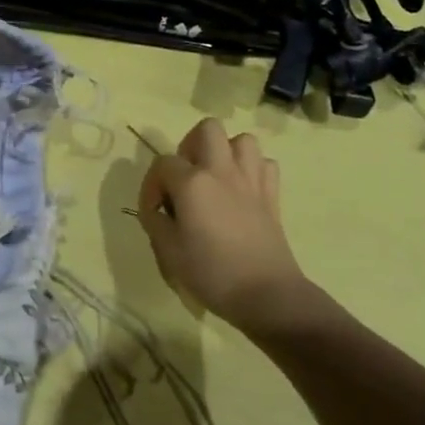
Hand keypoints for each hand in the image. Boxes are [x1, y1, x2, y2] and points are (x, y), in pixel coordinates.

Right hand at [136, 119, 330, 332]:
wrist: (267, 295)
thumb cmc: (212, 273)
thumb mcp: (168, 252)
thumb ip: (155, 222)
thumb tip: (156, 210)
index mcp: (192, 183)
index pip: (162, 163)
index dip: (152, 184)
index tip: (154, 211)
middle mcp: (221, 171)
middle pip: (207, 129)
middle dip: (191, 145)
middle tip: (185, 176)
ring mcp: (251, 180)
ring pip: (242, 140)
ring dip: (225, 152)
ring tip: (215, 177)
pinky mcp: (272, 195)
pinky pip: (265, 164)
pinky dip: (253, 169)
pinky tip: (242, 190)